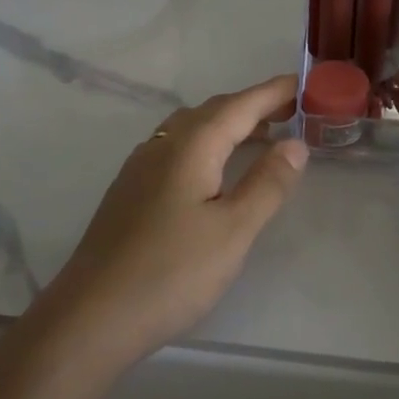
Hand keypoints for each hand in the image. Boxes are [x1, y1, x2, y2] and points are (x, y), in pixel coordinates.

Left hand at [38, 75, 307, 370]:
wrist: (92, 315)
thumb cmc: (172, 272)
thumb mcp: (233, 230)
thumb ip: (267, 183)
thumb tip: (295, 143)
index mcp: (191, 146)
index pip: (240, 105)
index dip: (274, 92)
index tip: (305, 82)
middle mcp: (162, 145)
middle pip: (213, 111)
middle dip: (253, 106)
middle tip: (292, 112)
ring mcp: (140, 167)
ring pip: (190, 129)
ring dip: (228, 125)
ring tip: (261, 137)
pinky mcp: (129, 190)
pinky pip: (175, 148)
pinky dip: (206, 145)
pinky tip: (213, 170)